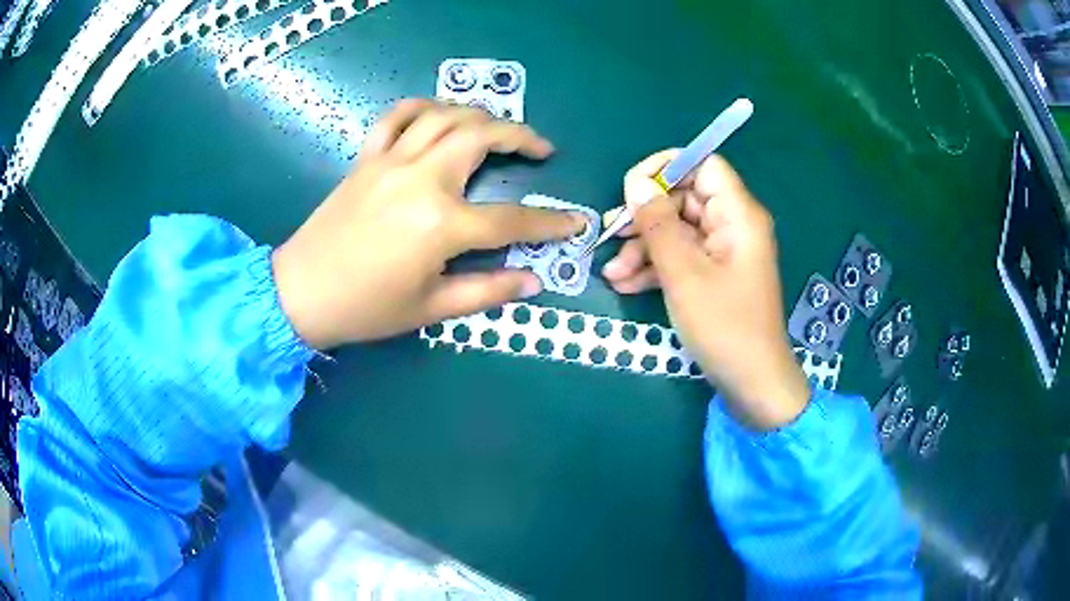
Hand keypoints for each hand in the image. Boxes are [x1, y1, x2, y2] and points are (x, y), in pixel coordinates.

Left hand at [272, 99, 584, 348]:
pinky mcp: (367, 157)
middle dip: (520, 136)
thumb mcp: (431, 309)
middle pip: (482, 136)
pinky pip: (396, 116)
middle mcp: (421, 179)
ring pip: (445, 115)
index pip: (511, 219)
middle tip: (539, 148)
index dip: (550, 222)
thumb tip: (533, 282)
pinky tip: (438, 113)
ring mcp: (391, 161)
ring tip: (496, 127)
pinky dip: (422, 106)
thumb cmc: (366, 308)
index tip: (576, 221)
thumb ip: (487, 291)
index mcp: (441, 224)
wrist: (301, 293)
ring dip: (479, 114)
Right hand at [603, 151, 807, 429]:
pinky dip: (656, 267)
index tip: (631, 188)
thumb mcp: (683, 273)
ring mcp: (723, 252)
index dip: (666, 168)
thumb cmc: (724, 325)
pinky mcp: (714, 275)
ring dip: (643, 248)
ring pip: (678, 231)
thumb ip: (658, 224)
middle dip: (645, 217)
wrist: (752, 382)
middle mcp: (732, 225)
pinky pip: (682, 257)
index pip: (703, 165)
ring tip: (612, 273)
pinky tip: (625, 285)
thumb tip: (635, 183)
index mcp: (737, 215)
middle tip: (611, 235)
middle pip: (684, 199)